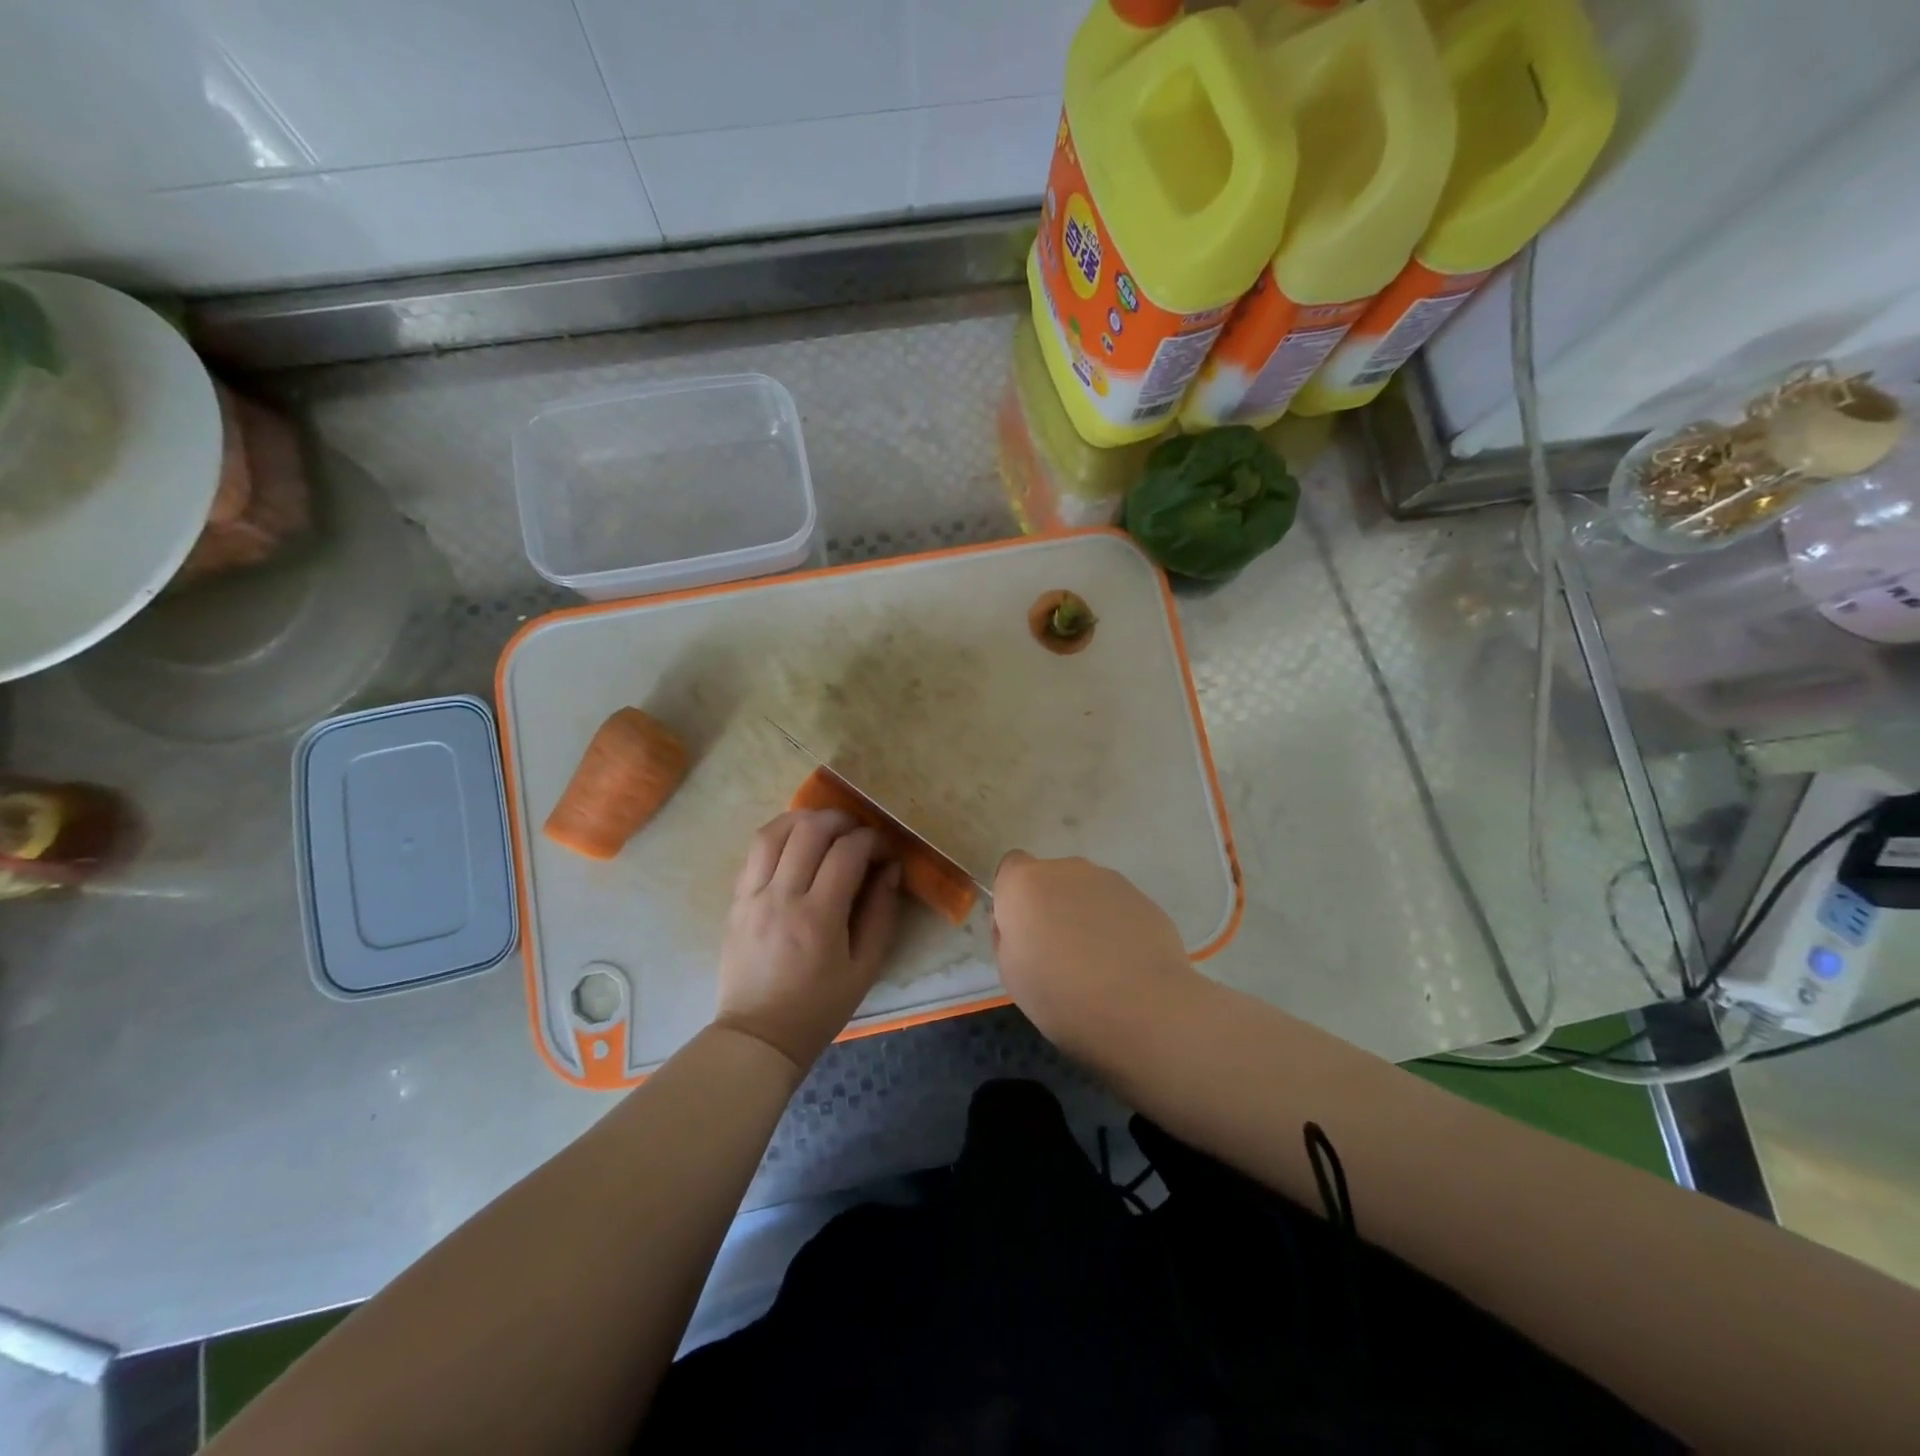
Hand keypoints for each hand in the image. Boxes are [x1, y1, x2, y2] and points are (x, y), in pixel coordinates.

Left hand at [714, 809, 901, 1072]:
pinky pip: (754, 852)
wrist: (759, 1036)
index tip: (884, 849)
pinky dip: (779, 836)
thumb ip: (881, 913)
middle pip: (809, 831)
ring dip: (804, 819)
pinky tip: (796, 843)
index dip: (872, 840)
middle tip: (858, 831)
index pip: (847, 853)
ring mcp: (752, 896)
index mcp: (818, 918)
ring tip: (825, 826)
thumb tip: (891, 868)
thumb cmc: (819, 1007)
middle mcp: (781, 898)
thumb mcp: (865, 967)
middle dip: (840, 820)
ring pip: (774, 832)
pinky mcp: (736, 901)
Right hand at [991, 851, 1199, 1058]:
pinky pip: (1116, 907)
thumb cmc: (1061, 994)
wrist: (1142, 1007)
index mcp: (1025, 883)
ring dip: (1084, 915)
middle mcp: (1066, 869)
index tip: (1021, 931)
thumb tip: (1020, 924)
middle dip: (1050, 906)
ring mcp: (1109, 880)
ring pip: (1085, 892)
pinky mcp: (1143, 898)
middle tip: (1057, 952)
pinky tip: (1124, 963)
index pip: (1011, 867)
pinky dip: (1115, 926)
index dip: (1013, 897)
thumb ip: (1008, 936)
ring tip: (1096, 963)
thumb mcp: (1010, 973)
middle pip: (1050, 879)